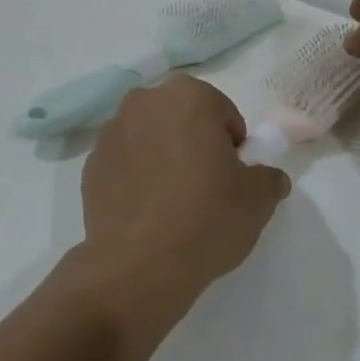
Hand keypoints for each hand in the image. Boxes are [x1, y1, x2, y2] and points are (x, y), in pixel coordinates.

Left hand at [78, 76, 289, 320]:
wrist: (139, 265)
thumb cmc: (206, 218)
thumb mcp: (258, 199)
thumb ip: (268, 177)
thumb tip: (267, 176)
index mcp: (187, 96)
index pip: (222, 112)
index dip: (231, 144)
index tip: (230, 176)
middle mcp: (144, 101)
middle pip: (181, 117)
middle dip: (194, 141)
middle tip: (204, 186)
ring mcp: (111, 130)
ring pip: (150, 136)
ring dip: (162, 155)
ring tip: (172, 201)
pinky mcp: (91, 162)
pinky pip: (125, 161)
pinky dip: (136, 175)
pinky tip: (146, 210)